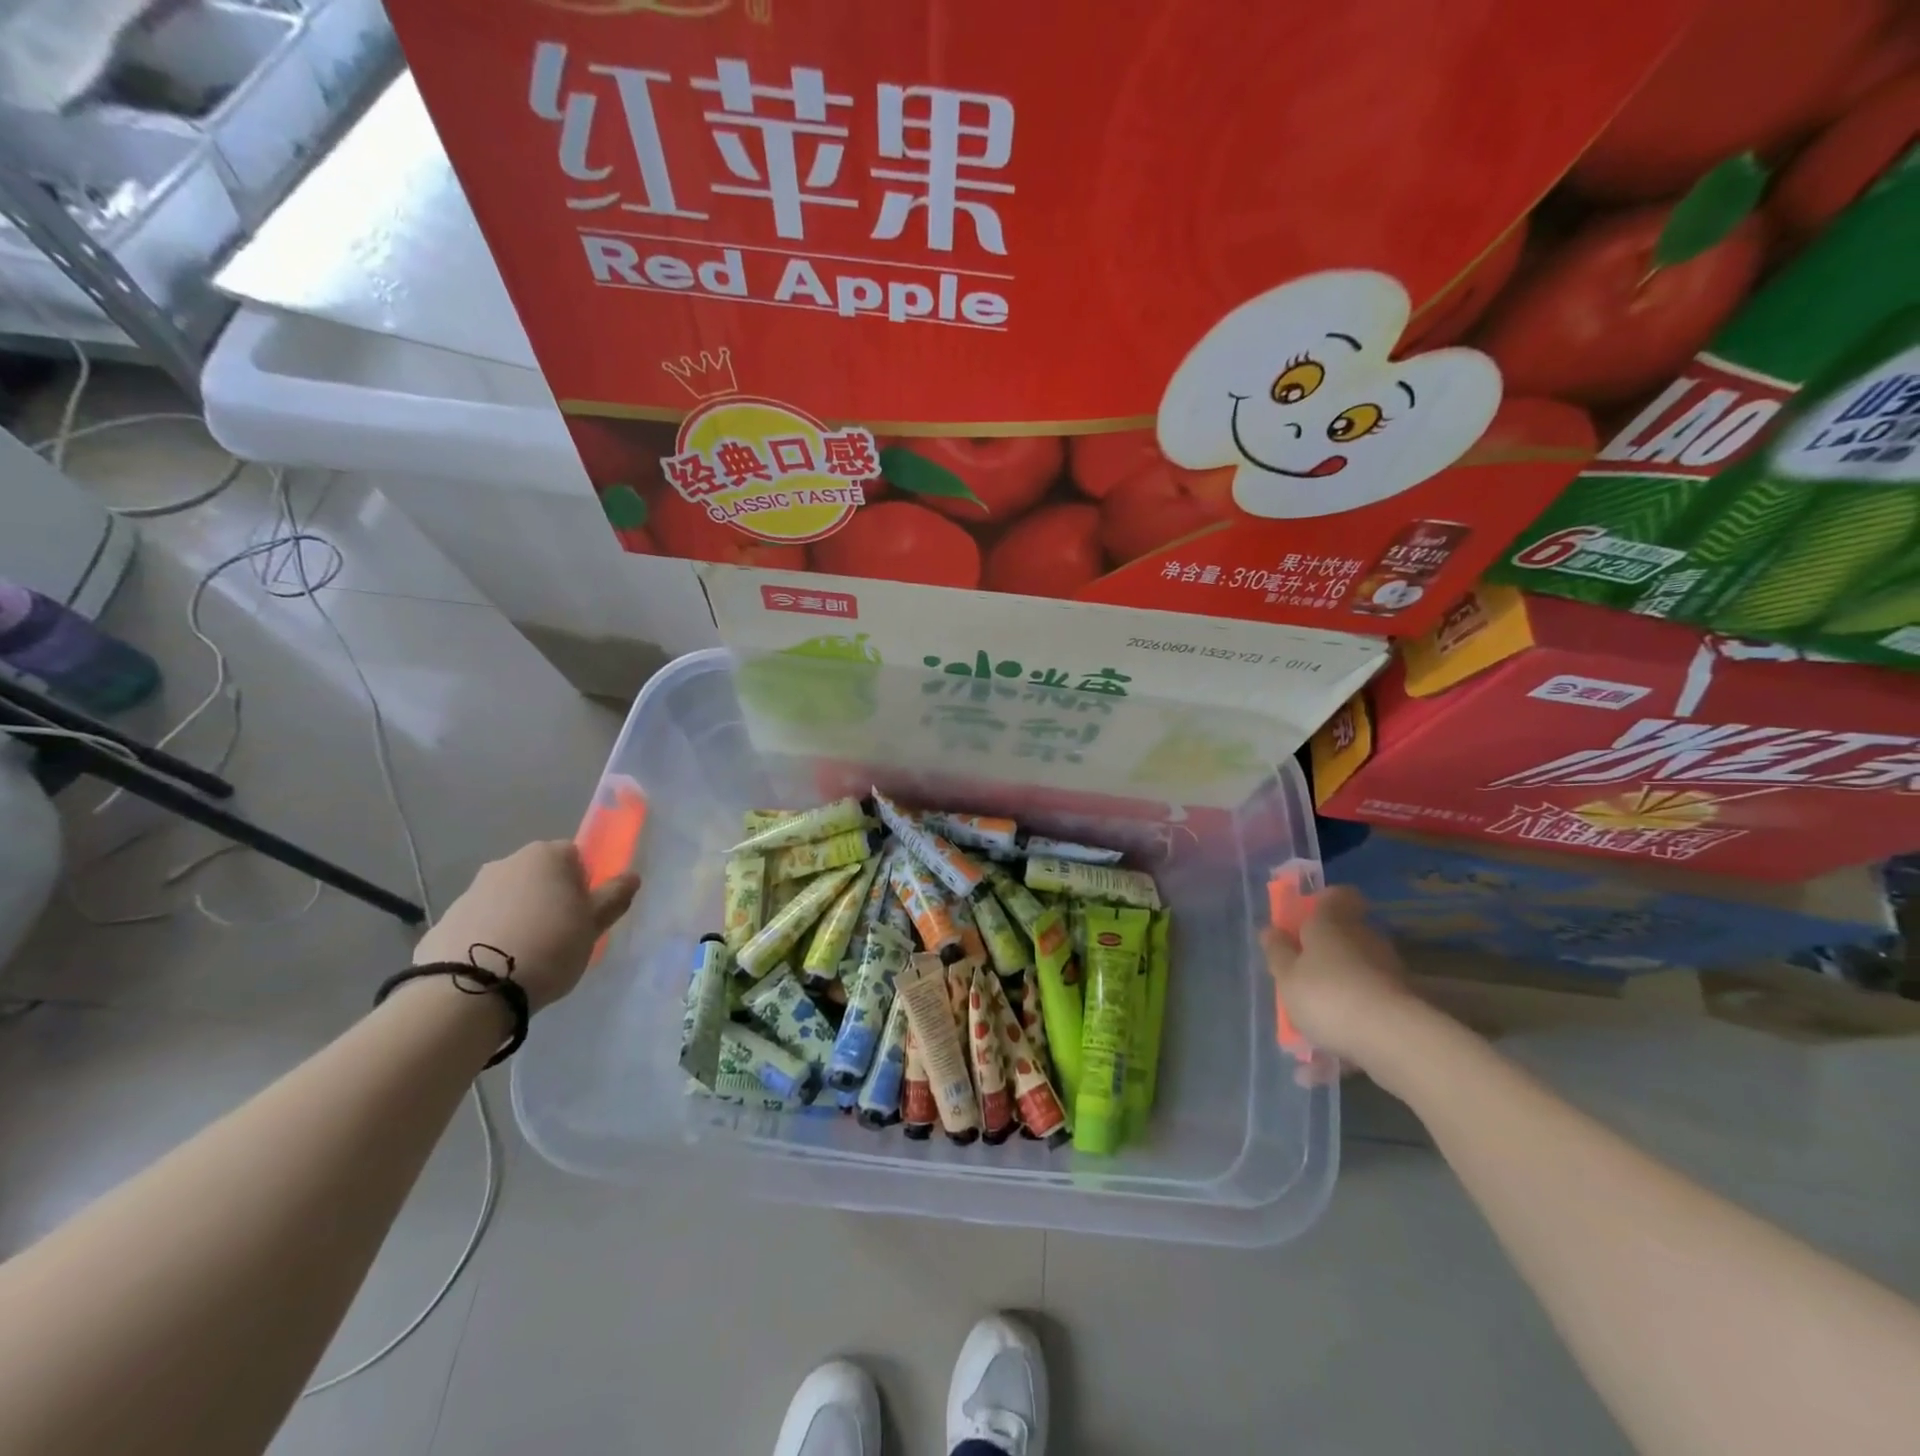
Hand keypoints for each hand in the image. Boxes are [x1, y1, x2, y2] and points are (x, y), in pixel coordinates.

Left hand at [415, 841, 638, 1010]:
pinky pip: (480, 924)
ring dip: (519, 917)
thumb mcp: (593, 926)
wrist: (470, 989)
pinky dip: (490, 937)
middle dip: (549, 898)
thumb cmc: (549, 946)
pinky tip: (495, 967)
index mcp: (546, 856)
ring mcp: (471, 891)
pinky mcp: (445, 922)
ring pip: (508, 899)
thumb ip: (613, 898)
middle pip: (539, 876)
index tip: (583, 914)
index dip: (584, 884)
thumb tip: (631, 876)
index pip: (575, 856)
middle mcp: (506, 863)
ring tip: (525, 956)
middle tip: (559, 935)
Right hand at [1262, 886, 1424, 1075]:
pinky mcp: (1401, 1010)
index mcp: (1332, 923)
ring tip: (1305, 1031)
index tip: (1303, 920)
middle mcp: (1363, 941)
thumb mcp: (1287, 976)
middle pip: (1343, 938)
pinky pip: (1364, 1015)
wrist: (1394, 1041)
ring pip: (1353, 979)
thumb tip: (1271, 930)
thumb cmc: (1327, 995)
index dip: (1321, 903)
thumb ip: (1277, 953)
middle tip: (1296, 978)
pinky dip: (1344, 1034)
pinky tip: (1319, 1068)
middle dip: (1321, 957)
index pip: (1336, 896)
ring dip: (1332, 998)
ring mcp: (1386, 975)